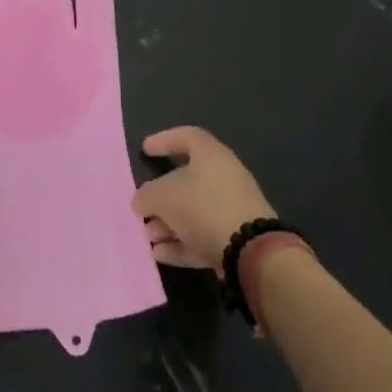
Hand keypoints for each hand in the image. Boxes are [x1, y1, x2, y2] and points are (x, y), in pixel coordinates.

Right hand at [133, 127, 275, 270]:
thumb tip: (141, 202)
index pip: (187, 137)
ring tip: (148, 237)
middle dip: (161, 196)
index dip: (164, 140)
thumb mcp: (164, 196)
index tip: (145, 149)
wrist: (250, 251)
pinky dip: (180, 243)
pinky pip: (201, 236)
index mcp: (211, 156)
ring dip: (167, 224)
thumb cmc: (204, 208)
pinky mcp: (235, 240)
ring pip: (192, 212)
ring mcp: (231, 210)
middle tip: (141, 207)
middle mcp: (224, 178)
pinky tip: (159, 254)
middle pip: (187, 181)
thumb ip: (147, 195)